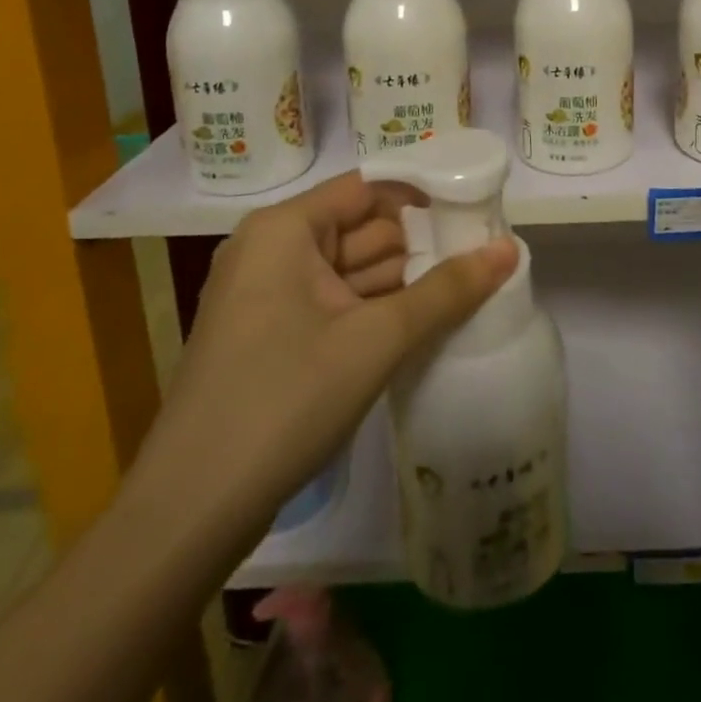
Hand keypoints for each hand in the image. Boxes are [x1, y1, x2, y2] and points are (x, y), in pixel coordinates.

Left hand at [127, 172, 516, 550]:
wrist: (190, 513)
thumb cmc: (284, 401)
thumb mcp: (376, 340)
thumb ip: (447, 290)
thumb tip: (510, 248)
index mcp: (284, 229)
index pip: (368, 188)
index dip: (423, 195)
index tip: (477, 210)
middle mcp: (272, 249)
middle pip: (362, 228)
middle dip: (421, 243)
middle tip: (484, 253)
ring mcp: (268, 295)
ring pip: (352, 269)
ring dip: (404, 279)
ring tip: (468, 286)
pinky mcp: (272, 335)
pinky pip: (337, 303)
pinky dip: (377, 309)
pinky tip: (425, 321)